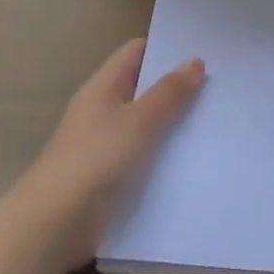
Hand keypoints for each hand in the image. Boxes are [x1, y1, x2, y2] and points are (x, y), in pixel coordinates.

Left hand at [34, 39, 205, 263]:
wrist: (53, 225)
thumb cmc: (95, 161)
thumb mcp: (138, 121)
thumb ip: (169, 93)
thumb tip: (195, 61)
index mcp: (103, 87)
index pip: (136, 52)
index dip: (166, 48)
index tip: (202, 53)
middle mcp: (104, 110)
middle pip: (144, 87)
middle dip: (178, 87)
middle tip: (219, 87)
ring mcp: (106, 144)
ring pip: (148, 124)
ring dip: (175, 123)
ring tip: (216, 121)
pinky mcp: (112, 176)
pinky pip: (145, 155)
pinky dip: (166, 154)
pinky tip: (195, 159)